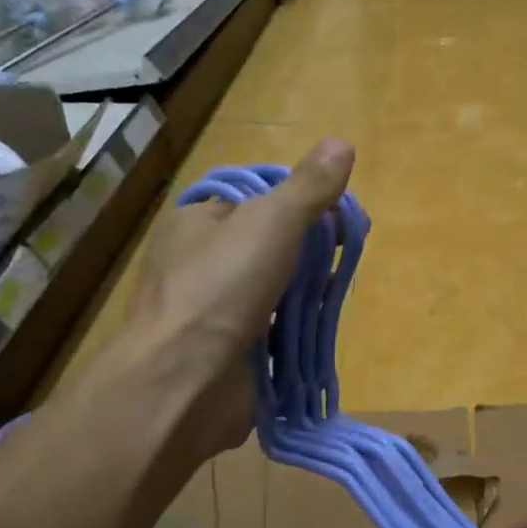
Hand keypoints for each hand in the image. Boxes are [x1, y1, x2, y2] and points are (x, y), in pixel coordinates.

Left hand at [98, 139, 354, 461]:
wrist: (183, 384)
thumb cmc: (220, 290)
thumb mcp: (270, 224)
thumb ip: (308, 189)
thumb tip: (343, 143)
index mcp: (196, 222)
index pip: (254, 200)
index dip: (298, 203)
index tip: (336, 218)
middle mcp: (198, 262)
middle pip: (265, 246)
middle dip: (306, 253)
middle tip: (342, 257)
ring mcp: (211, 311)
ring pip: (270, 290)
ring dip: (302, 293)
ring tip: (336, 292)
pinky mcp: (226, 351)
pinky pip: (270, 330)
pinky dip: (294, 329)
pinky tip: (317, 328)